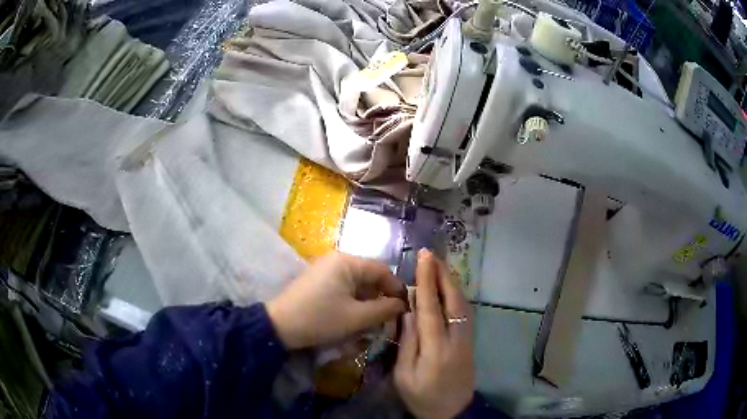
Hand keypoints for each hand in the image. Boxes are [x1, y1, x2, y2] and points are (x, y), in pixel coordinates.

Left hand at [266, 252, 406, 349]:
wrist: (279, 326)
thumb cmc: (320, 319)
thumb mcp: (357, 317)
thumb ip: (384, 309)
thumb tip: (403, 305)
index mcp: (347, 262)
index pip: (383, 270)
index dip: (397, 289)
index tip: (406, 308)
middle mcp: (337, 260)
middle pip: (370, 276)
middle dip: (381, 297)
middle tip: (389, 318)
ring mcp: (326, 269)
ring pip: (357, 283)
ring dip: (367, 301)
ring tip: (373, 321)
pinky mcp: (319, 281)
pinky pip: (344, 287)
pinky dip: (354, 301)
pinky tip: (355, 317)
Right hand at [394, 249, 473, 418]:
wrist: (451, 412)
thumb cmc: (421, 397)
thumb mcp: (404, 375)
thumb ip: (407, 342)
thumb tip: (409, 311)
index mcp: (435, 348)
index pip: (431, 307)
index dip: (427, 280)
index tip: (424, 258)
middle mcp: (455, 338)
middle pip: (452, 300)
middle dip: (442, 275)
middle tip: (431, 254)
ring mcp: (466, 339)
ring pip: (462, 303)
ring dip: (451, 281)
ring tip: (438, 265)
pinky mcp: (469, 341)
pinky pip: (464, 311)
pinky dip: (456, 294)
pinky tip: (449, 288)